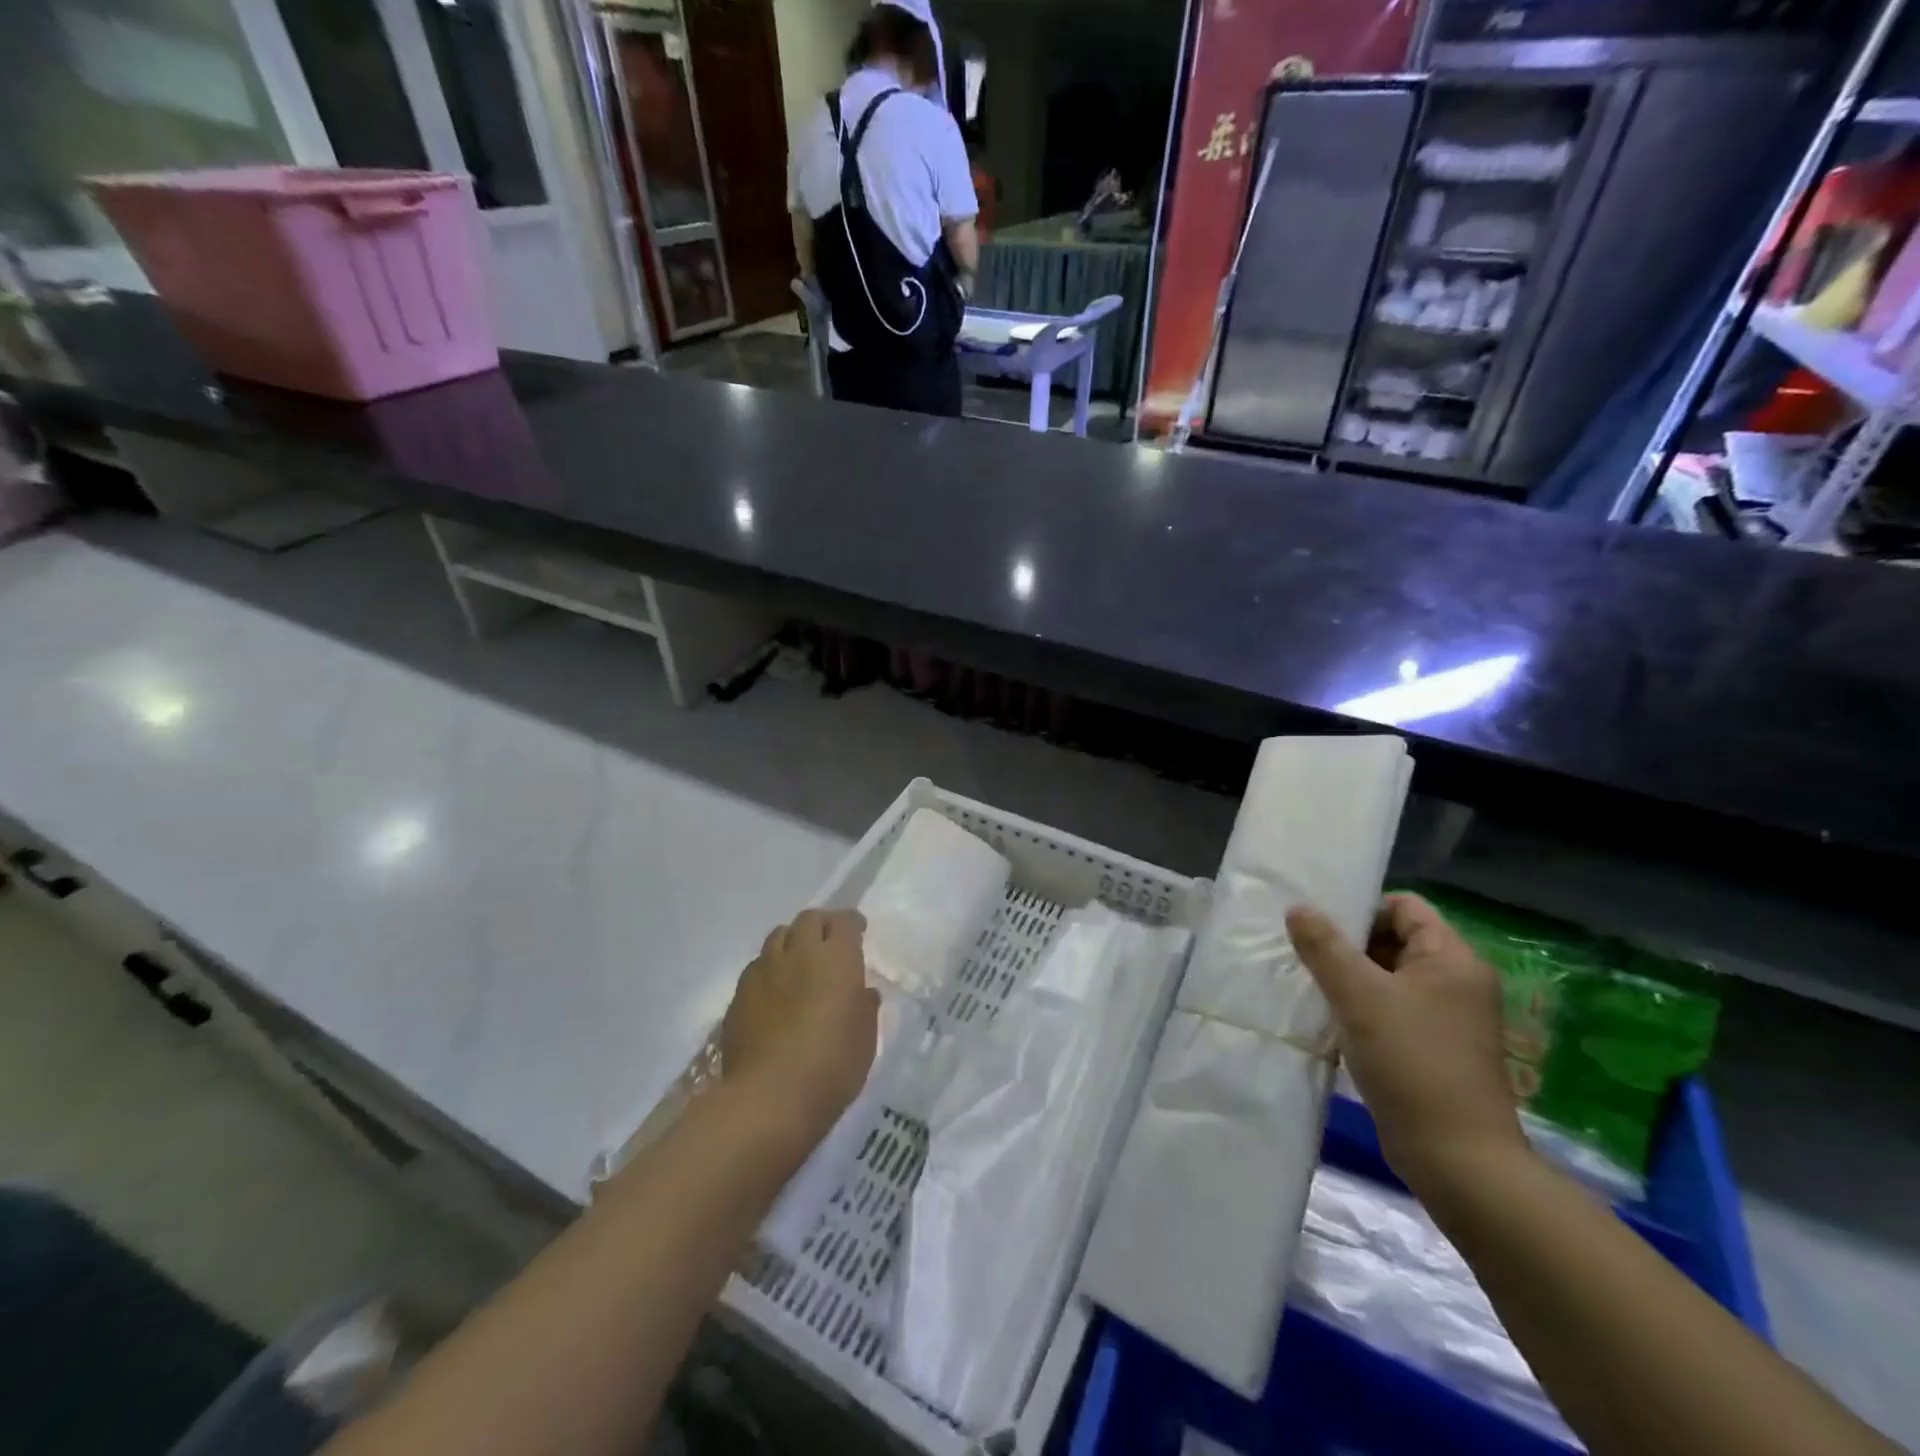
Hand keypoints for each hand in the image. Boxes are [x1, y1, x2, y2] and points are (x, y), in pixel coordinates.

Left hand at [721, 910, 878, 1137]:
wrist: (768, 1098)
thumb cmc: (831, 1067)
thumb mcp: (865, 1039)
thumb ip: (864, 1007)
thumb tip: (862, 992)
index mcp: (836, 958)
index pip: (844, 922)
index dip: (852, 923)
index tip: (859, 932)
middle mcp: (799, 953)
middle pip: (808, 919)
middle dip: (822, 925)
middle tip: (830, 943)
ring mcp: (764, 970)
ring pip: (778, 936)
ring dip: (793, 941)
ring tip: (799, 961)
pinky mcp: (739, 993)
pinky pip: (758, 965)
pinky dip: (770, 968)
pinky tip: (775, 990)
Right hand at [1287, 893, 1526, 1199]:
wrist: (1457, 1159)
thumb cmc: (1411, 1062)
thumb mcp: (1359, 996)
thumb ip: (1324, 947)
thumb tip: (1297, 908)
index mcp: (1452, 959)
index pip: (1404, 907)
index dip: (1361, 909)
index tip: (1319, 927)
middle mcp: (1457, 982)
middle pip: (1395, 939)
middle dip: (1348, 944)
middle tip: (1305, 954)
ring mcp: (1448, 1018)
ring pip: (1389, 977)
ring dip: (1351, 978)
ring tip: (1310, 985)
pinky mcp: (1434, 1048)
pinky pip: (1392, 1009)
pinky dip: (1362, 1007)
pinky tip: (1331, 1019)